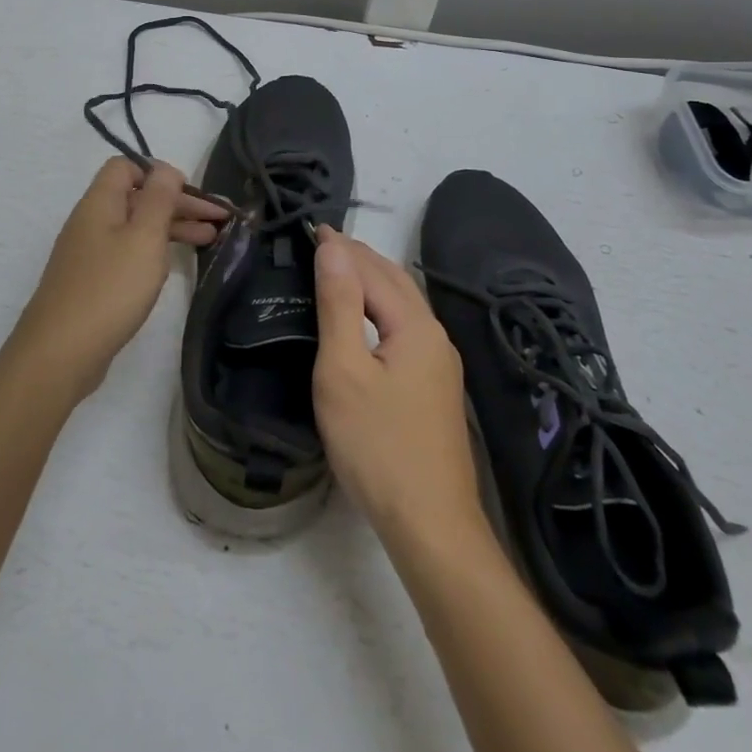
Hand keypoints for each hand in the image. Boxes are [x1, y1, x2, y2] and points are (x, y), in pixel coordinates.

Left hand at [8, 157, 227, 401]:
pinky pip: (127, 254)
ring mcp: (89, 254)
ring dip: (172, 228)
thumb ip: (159, 199)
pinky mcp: (92, 282)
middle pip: (136, 198)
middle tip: (218, 219)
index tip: (191, 192)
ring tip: (211, 240)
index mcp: (99, 203)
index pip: (125, 166)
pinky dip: (154, 252)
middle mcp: (90, 222)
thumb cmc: (110, 288)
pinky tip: (173, 265)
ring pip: (135, 228)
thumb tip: (165, 169)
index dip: (159, 173)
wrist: (60, 353)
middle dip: (178, 203)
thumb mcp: (144, 237)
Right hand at [311, 227, 486, 554]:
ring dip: (373, 280)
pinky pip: (406, 327)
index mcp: (414, 325)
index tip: (311, 227)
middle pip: (395, 281)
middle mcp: (434, 335)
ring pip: (404, 304)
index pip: (372, 270)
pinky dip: (381, 307)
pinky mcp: (436, 387)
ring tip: (339, 270)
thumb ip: (338, 305)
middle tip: (322, 243)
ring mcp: (440, 363)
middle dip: (360, 256)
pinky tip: (367, 320)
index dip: (341, 247)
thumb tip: (333, 248)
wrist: (430, 523)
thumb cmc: (377, 444)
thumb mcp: (344, 371)